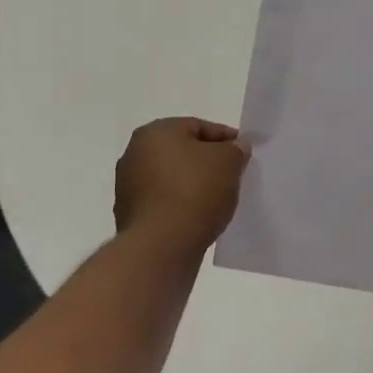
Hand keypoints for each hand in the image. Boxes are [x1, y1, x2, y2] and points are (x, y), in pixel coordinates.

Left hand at [114, 117, 250, 252]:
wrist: (160, 247)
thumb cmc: (194, 192)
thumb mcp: (228, 162)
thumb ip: (235, 149)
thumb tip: (236, 146)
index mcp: (155, 132)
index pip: (197, 126)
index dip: (225, 138)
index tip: (244, 152)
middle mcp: (134, 153)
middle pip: (182, 151)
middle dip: (207, 161)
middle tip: (232, 174)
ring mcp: (128, 186)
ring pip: (172, 178)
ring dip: (193, 184)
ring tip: (218, 198)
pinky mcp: (129, 215)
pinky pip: (164, 202)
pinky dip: (181, 205)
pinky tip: (199, 216)